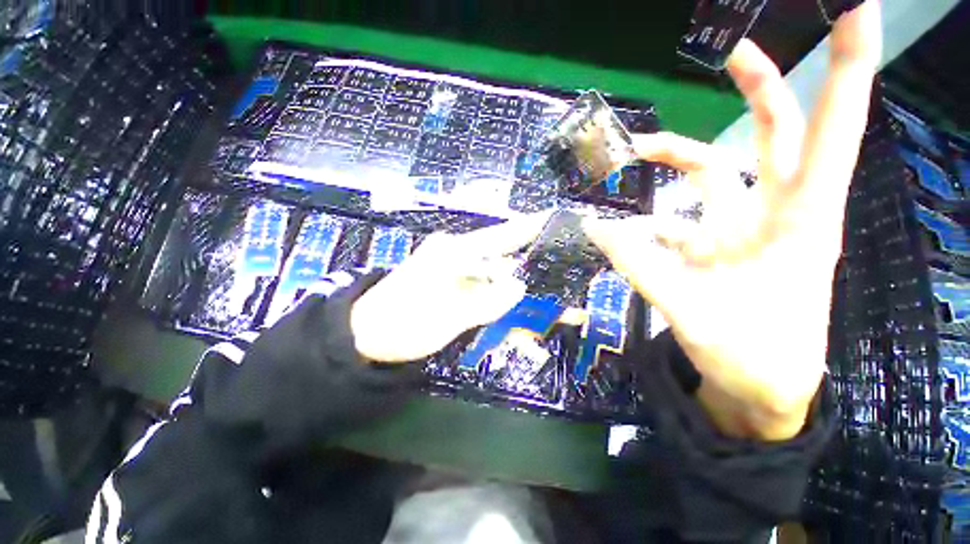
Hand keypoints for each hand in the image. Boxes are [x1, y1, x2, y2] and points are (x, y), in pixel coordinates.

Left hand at [350, 214, 550, 362]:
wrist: (367, 336)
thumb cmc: (403, 322)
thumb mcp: (446, 315)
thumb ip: (485, 301)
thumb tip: (519, 287)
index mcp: (457, 252)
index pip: (503, 234)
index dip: (531, 226)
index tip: (556, 219)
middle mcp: (460, 257)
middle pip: (505, 257)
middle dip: (533, 264)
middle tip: (564, 270)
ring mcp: (458, 275)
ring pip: (498, 278)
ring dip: (521, 289)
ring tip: (552, 299)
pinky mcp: (456, 291)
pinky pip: (486, 293)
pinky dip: (503, 303)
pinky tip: (519, 315)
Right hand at [584, 2, 881, 440]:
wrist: (759, 389)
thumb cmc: (751, 357)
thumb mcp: (692, 313)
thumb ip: (639, 266)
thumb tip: (593, 228)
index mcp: (800, 223)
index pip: (830, 132)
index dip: (848, 70)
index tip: (853, 7)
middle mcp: (777, 214)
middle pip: (776, 135)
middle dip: (760, 87)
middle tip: (729, 51)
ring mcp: (744, 230)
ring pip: (716, 173)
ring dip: (677, 155)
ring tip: (635, 151)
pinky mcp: (717, 249)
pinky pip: (681, 218)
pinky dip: (652, 215)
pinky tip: (624, 223)